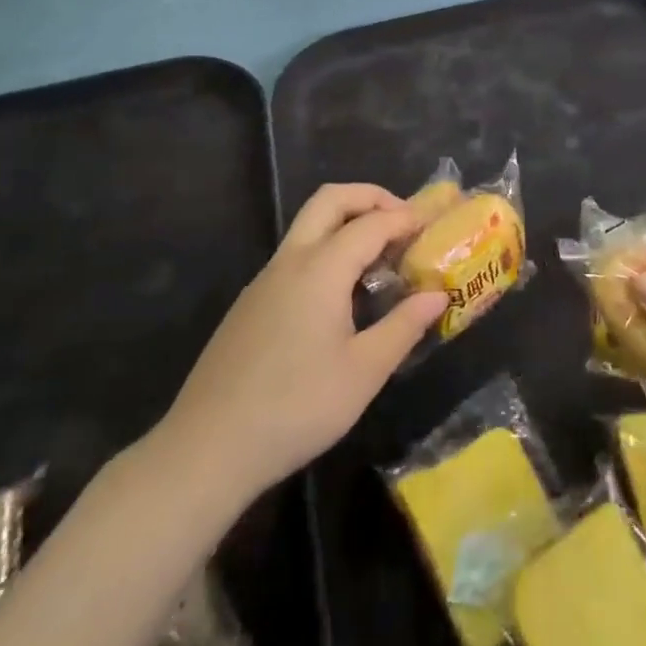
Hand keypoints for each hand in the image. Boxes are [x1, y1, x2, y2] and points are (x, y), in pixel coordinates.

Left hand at [149, 184, 445, 505]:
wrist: (207, 448)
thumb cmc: (296, 407)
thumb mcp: (363, 372)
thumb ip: (404, 326)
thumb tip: (438, 294)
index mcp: (321, 269)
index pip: (372, 223)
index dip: (407, 218)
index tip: (436, 222)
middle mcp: (291, 260)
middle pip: (330, 200)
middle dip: (370, 197)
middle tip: (403, 220)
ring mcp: (265, 279)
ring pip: (308, 225)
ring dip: (347, 222)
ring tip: (381, 257)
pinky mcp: (251, 303)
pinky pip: (295, 255)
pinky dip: (327, 249)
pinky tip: (342, 295)